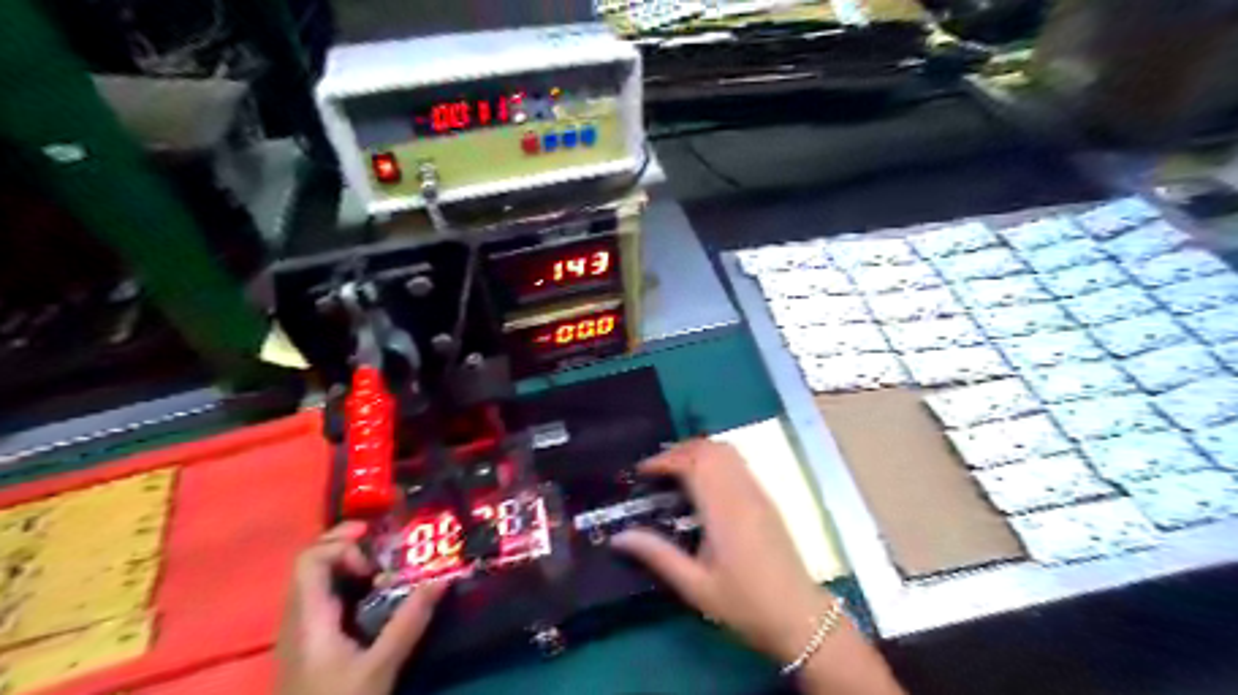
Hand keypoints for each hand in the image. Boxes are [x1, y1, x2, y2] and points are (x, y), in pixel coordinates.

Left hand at [277, 522, 447, 694]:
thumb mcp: (381, 666)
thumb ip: (410, 621)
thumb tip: (442, 579)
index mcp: (308, 618)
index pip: (310, 559)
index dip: (342, 545)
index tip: (376, 554)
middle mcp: (297, 617)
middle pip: (312, 563)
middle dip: (348, 545)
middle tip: (386, 545)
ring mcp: (300, 631)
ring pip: (317, 579)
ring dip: (349, 564)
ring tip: (386, 568)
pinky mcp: (309, 643)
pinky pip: (323, 597)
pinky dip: (347, 584)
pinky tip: (374, 596)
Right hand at [612, 441, 907, 691]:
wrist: (799, 616)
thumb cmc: (744, 604)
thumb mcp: (694, 586)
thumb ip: (657, 555)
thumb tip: (618, 537)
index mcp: (723, 510)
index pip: (692, 463)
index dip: (664, 459)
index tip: (641, 471)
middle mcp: (742, 492)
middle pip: (710, 448)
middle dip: (678, 451)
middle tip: (655, 470)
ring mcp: (758, 493)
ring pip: (727, 451)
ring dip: (698, 451)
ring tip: (675, 472)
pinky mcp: (767, 499)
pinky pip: (738, 463)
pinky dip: (715, 459)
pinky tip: (703, 484)